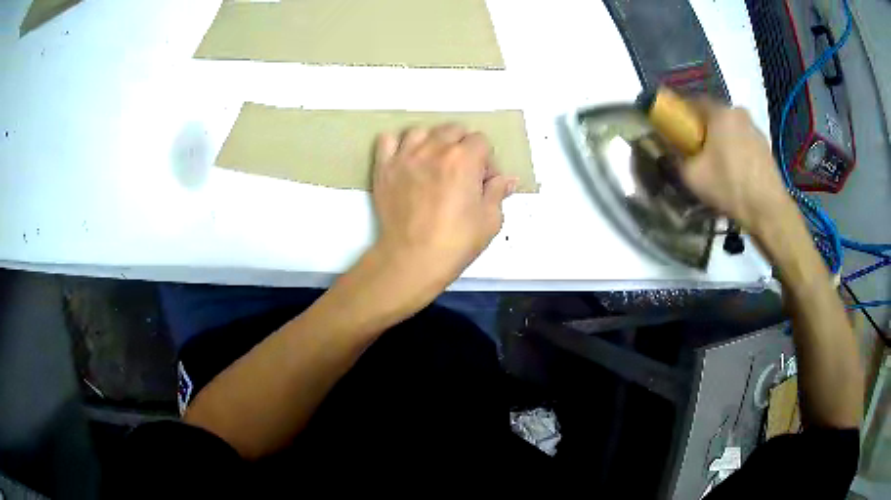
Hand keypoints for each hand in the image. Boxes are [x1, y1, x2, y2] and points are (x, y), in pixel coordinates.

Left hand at [371, 124, 515, 283]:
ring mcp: (406, 156)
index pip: (481, 140)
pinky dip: (397, 144)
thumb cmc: (456, 242)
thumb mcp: (490, 220)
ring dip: (432, 142)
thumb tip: (506, 179)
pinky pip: (388, 140)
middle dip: (462, 146)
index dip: (486, 160)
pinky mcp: (384, 167)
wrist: (413, 259)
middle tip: (462, 172)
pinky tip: (405, 158)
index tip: (483, 181)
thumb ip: (498, 192)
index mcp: (464, 159)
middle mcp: (434, 149)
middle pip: (452, 130)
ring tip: (433, 163)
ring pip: (421, 131)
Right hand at [680, 103, 796, 235]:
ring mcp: (755, 129)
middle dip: (703, 128)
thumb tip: (667, 150)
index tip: (676, 129)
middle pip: (715, 115)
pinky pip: (744, 141)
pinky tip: (734, 171)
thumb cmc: (729, 186)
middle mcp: (739, 112)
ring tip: (717, 163)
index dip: (682, 113)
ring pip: (731, 129)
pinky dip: (736, 150)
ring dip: (722, 140)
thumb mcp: (692, 176)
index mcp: (720, 112)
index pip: (694, 101)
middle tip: (696, 148)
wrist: (768, 210)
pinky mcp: (766, 146)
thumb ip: (675, 158)